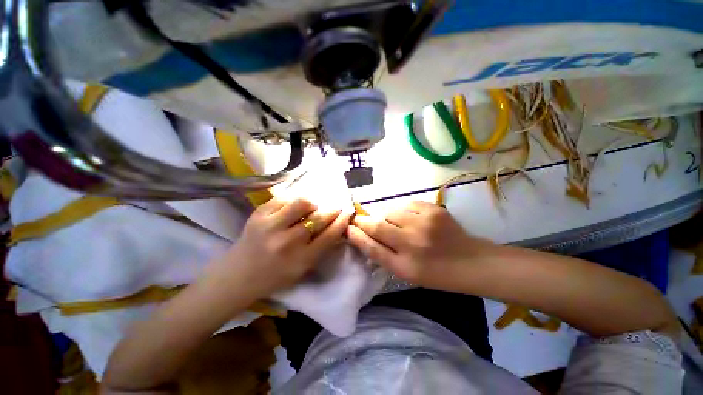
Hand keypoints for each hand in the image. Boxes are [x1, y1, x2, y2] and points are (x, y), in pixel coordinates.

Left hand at [209, 198, 349, 298]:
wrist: (238, 275)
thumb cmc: (275, 275)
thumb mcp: (303, 268)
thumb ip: (321, 248)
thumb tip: (337, 227)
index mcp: (301, 260)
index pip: (330, 235)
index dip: (342, 221)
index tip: (347, 213)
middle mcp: (287, 242)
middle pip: (319, 218)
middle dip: (332, 210)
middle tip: (334, 208)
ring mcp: (270, 226)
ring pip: (302, 203)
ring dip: (312, 204)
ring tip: (311, 209)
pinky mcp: (258, 215)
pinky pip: (284, 199)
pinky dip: (293, 202)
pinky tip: (292, 209)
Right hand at [347, 201, 493, 287]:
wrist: (471, 262)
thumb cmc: (437, 273)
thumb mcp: (408, 273)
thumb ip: (385, 255)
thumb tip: (365, 236)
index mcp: (406, 267)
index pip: (373, 249)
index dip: (357, 237)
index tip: (347, 228)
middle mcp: (413, 244)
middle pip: (378, 227)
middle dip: (364, 221)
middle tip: (359, 219)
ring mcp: (424, 224)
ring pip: (391, 212)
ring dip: (387, 217)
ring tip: (397, 224)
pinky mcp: (434, 210)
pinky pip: (406, 205)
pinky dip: (403, 210)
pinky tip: (412, 219)